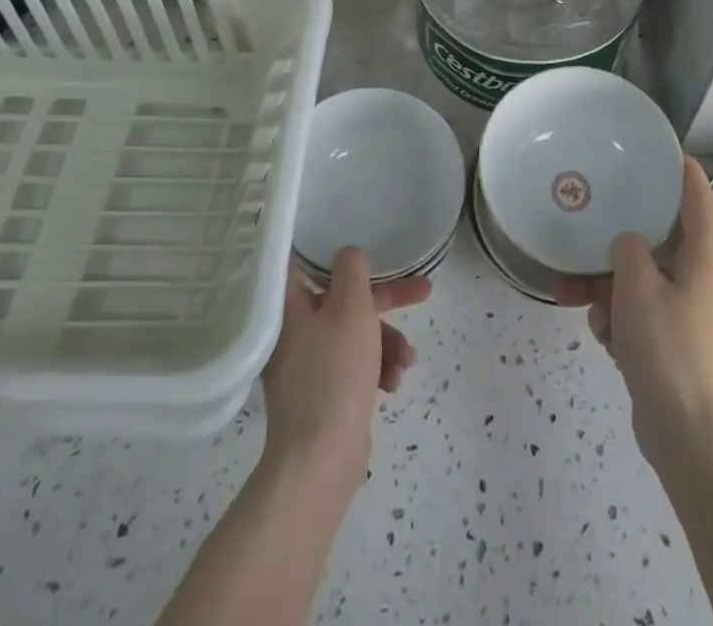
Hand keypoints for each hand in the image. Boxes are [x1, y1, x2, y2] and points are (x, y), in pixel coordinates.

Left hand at [260, 247, 431, 494]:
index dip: (341, 255)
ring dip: (386, 342)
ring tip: (406, 364)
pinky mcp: (320, 396)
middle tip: (423, 293)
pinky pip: (352, 367)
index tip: (370, 252)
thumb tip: (347, 255)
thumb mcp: (351, 307)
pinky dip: (374, 369)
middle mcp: (293, 332)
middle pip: (344, 300)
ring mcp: (305, 367)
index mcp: (289, 306)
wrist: (320, 460)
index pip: (308, 264)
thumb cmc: (335, 372)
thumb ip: (352, 270)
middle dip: (386, 301)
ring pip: (354, 335)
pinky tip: (392, 385)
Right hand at [559, 159, 712, 472]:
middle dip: (619, 246)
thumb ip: (628, 249)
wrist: (687, 435)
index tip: (673, 153)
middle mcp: (703, 284)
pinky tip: (602, 336)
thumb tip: (628, 245)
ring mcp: (690, 318)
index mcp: (706, 262)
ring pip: (643, 283)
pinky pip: (643, 315)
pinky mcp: (676, 347)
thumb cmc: (666, 347)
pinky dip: (620, 319)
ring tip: (572, 298)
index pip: (701, 204)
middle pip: (660, 246)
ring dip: (609, 288)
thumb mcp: (637, 286)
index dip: (689, 176)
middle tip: (592, 230)